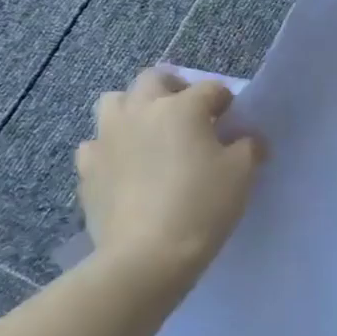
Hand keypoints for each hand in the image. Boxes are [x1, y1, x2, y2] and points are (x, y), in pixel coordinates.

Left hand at [75, 68, 264, 282]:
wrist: (146, 256)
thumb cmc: (202, 206)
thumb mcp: (242, 174)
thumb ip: (248, 147)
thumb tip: (248, 140)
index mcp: (182, 106)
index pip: (211, 89)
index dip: (225, 102)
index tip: (232, 121)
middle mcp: (141, 111)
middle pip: (154, 79)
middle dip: (173, 88)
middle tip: (187, 114)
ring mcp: (108, 137)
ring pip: (114, 102)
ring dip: (133, 109)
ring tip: (149, 133)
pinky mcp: (87, 168)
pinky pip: (96, 145)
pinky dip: (110, 148)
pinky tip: (123, 167)